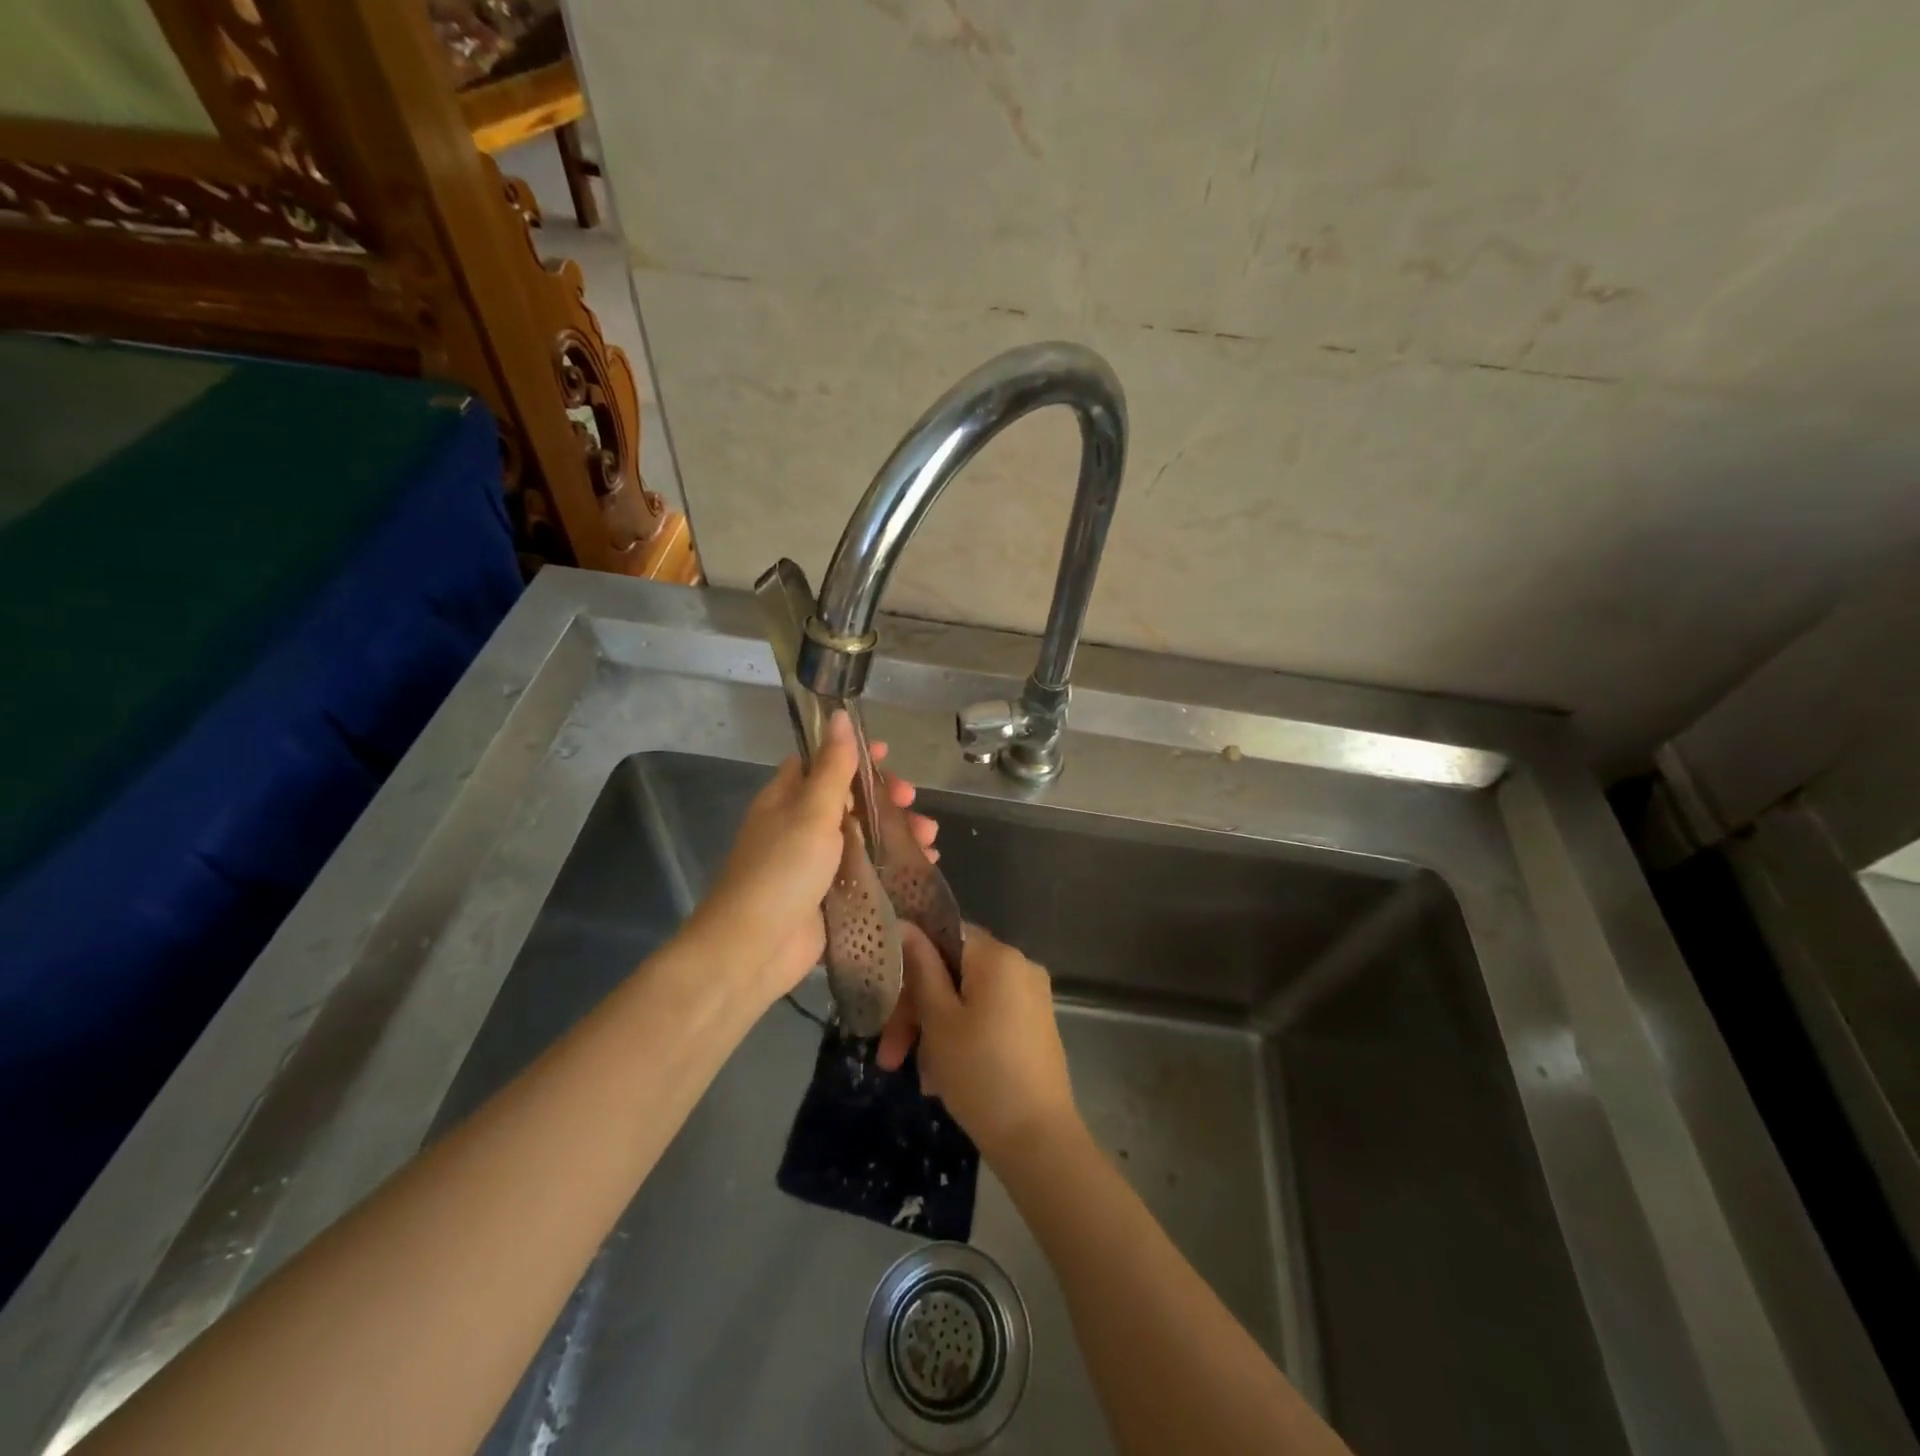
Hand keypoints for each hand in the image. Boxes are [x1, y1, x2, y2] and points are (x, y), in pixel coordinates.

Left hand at [688, 711, 937, 1005]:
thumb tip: (839, 714)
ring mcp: (816, 863)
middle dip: (886, 799)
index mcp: (787, 798)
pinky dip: (894, 865)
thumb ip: (831, 766)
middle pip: (850, 800)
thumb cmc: (782, 870)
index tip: (887, 755)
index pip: (823, 763)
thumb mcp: (811, 811)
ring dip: (897, 832)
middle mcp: (800, 826)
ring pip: (864, 837)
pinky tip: (922, 865)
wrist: (755, 948)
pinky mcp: (831, 896)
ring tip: (930, 839)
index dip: (854, 755)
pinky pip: (868, 871)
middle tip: (913, 802)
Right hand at [878, 922, 1078, 1162]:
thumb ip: (921, 969)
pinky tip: (943, 1080)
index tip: (886, 998)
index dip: (910, 962)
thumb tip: (906, 925)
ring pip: (968, 1001)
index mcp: (998, 956)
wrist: (1039, 1140)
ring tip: (921, 1079)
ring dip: (936, 1032)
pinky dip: (963, 1039)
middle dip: (918, 1011)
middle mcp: (1020, 967)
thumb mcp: (939, 1021)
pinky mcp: (1035, 1027)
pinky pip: (988, 1019)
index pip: (944, 935)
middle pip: (954, 973)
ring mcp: (1032, 998)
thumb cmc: (980, 1073)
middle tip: (890, 1056)